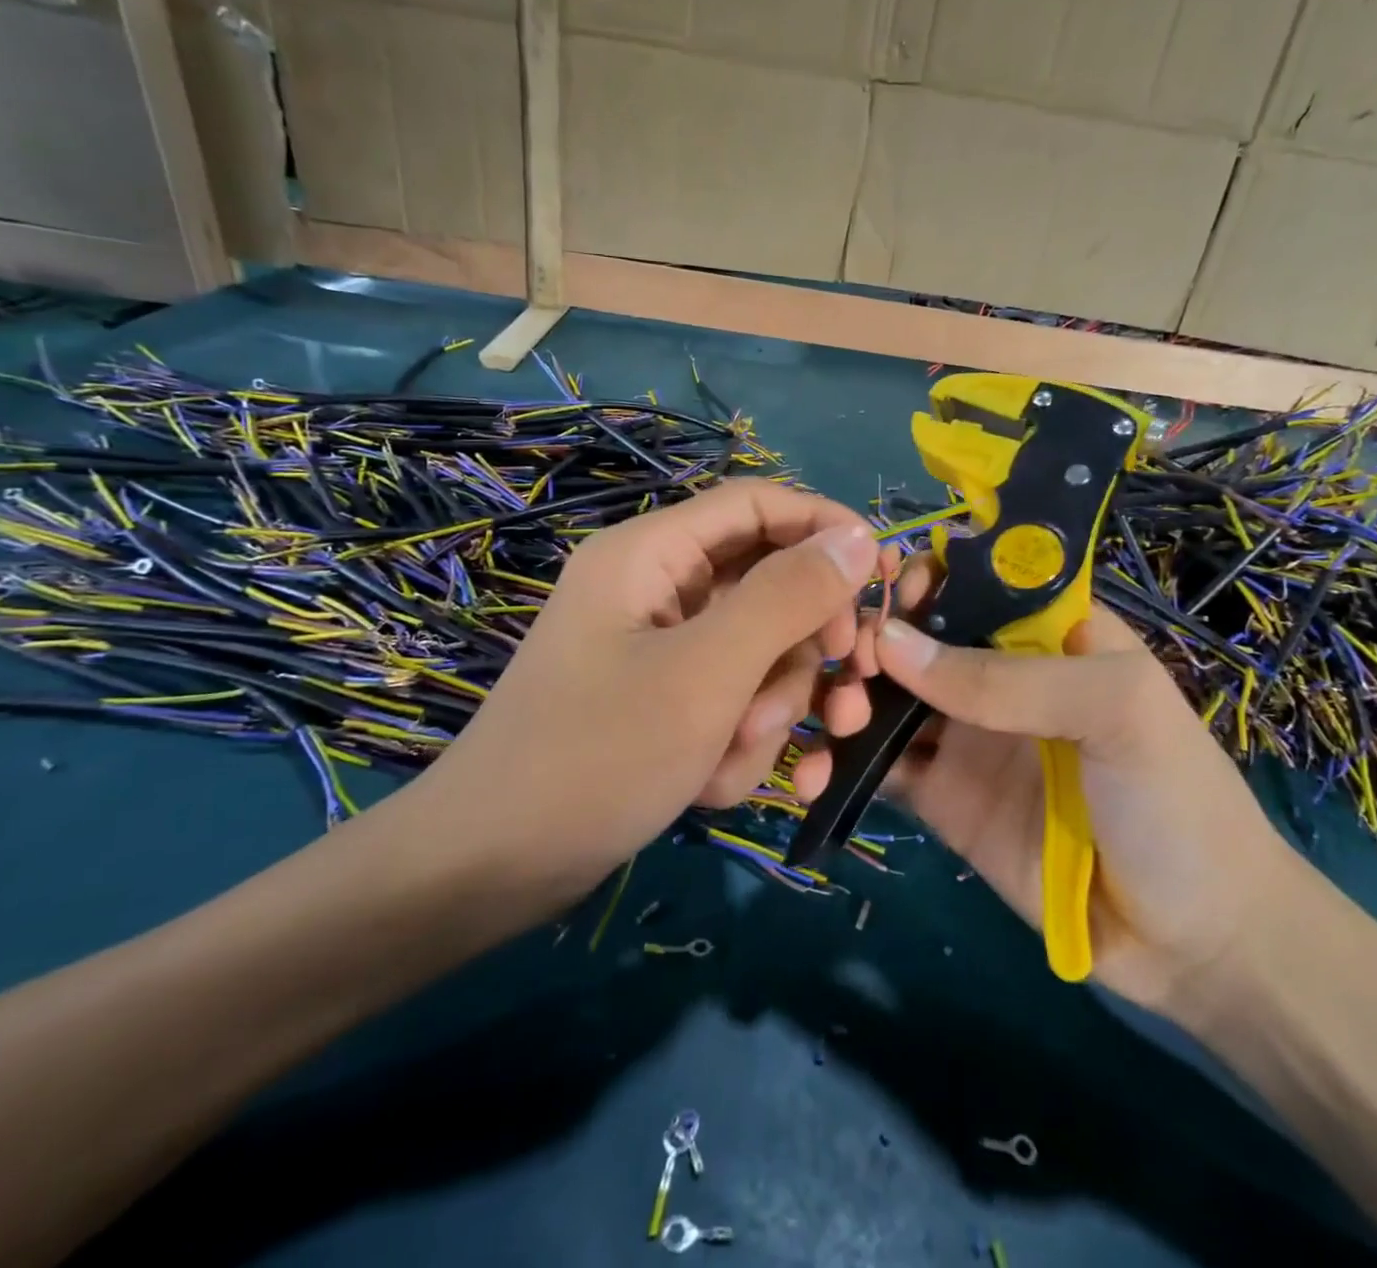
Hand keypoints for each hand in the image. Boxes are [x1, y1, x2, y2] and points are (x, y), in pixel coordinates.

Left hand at [395, 480, 881, 907]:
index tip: (883, 577)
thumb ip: (788, 597)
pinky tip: (706, 783)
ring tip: (735, 755)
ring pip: (757, 653)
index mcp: (652, 554)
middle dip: (800, 648)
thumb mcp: (707, 672)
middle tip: (840, 696)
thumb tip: (859, 536)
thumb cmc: (598, 756)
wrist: (493, 871)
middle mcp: (657, 589)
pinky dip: (735, 741)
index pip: (759, 506)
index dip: (826, 528)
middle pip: (768, 585)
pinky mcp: (663, 700)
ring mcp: (660, 648)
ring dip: (768, 708)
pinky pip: (731, 699)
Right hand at [866, 562, 1305, 1017]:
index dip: (929, 575)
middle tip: (853, 662)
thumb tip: (890, 642)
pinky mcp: (940, 797)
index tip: (891, 591)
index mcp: (1048, 633)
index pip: (975, 580)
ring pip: (887, 695)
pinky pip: (880, 765)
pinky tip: (817, 767)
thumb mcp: (1115, 711)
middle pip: (917, 634)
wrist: (1194, 944)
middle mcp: (998, 675)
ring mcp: (964, 737)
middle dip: (874, 636)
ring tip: (840, 718)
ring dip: (849, 694)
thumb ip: (1007, 678)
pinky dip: (843, 760)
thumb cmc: (1175, 801)